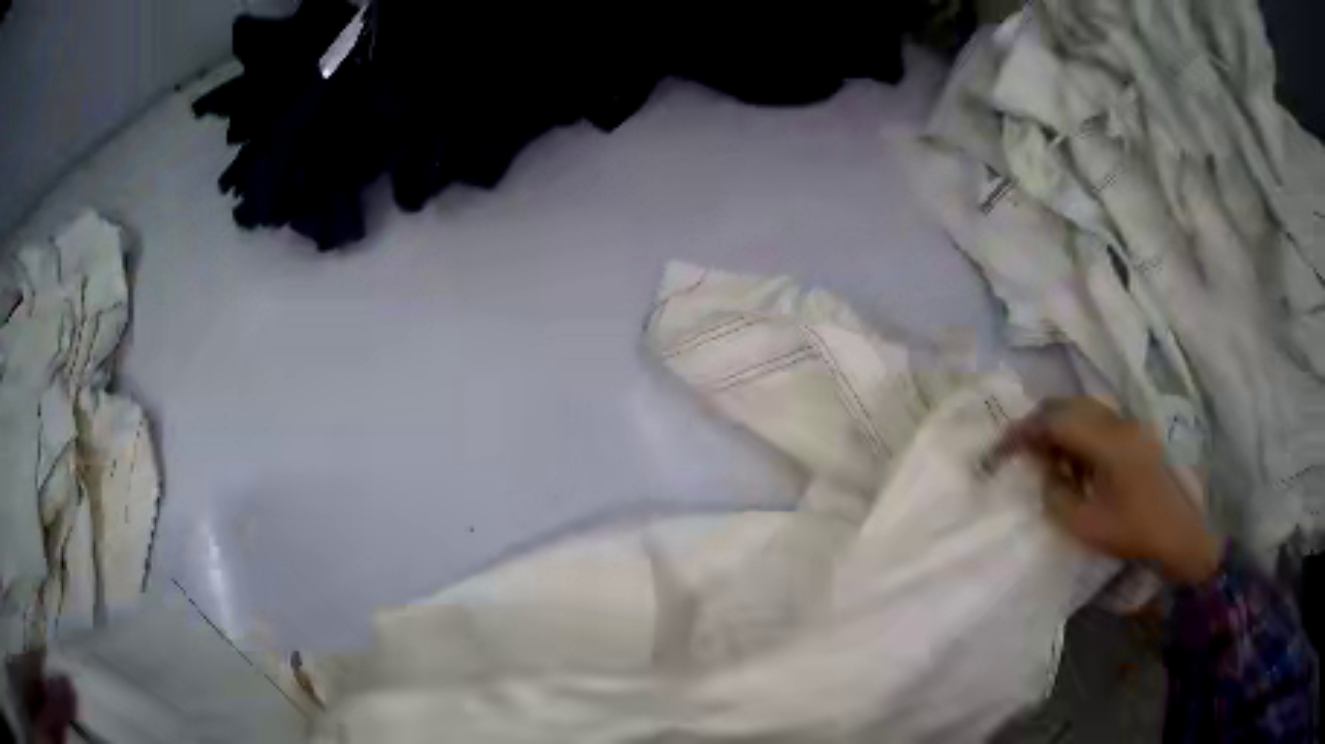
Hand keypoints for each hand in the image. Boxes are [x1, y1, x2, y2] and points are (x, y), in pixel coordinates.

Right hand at [1007, 397, 1220, 583]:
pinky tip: (1073, 462)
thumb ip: (1057, 496)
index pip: (1057, 421)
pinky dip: (1076, 434)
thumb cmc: (1134, 533)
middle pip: (1069, 405)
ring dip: (1059, 427)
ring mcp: (1129, 425)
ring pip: (1083, 410)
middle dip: (1039, 423)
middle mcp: (1118, 422)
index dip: (1024, 431)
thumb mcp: (1087, 526)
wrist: (1179, 534)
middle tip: (1018, 451)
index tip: (1001, 449)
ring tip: (1044, 459)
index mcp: (1108, 443)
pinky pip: (1097, 422)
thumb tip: (1044, 474)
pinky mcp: (1134, 434)